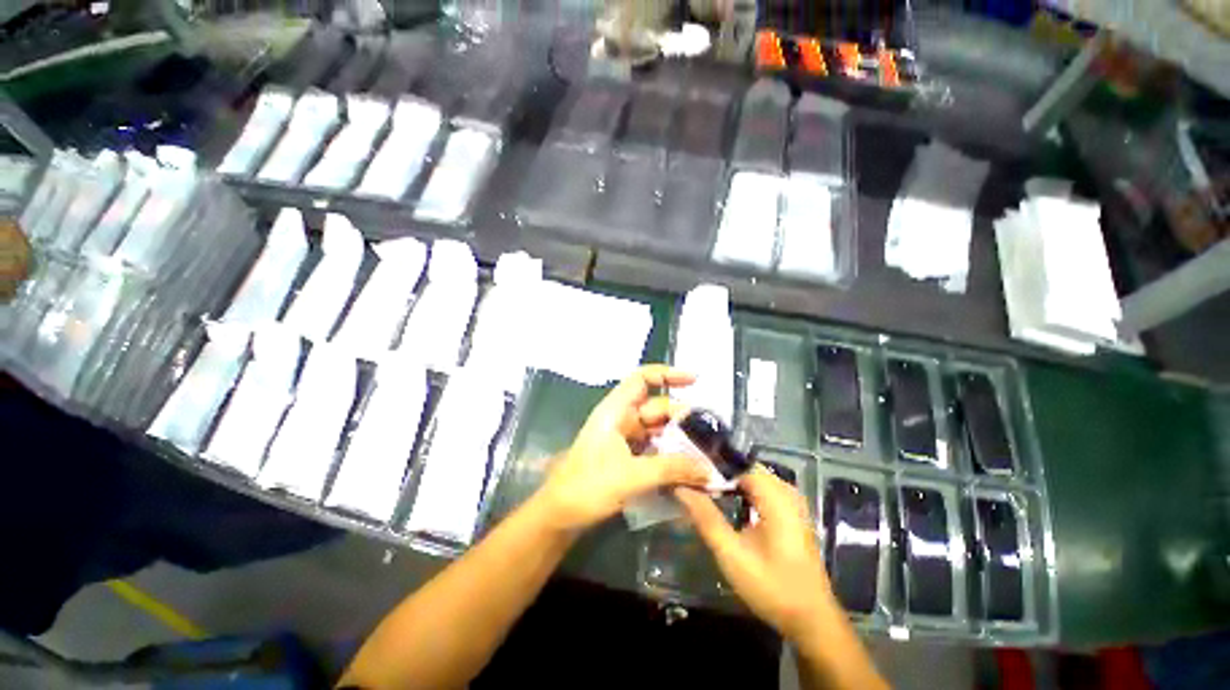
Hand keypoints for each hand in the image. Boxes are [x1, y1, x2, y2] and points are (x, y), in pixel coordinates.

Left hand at [535, 365, 710, 532]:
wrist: (560, 514)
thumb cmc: (588, 487)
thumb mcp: (631, 476)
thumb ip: (670, 469)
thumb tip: (708, 470)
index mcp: (615, 411)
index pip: (641, 379)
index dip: (667, 375)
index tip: (694, 380)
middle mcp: (621, 419)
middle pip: (657, 407)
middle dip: (683, 418)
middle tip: (711, 434)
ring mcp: (624, 438)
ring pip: (658, 429)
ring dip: (679, 440)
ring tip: (707, 453)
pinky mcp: (627, 456)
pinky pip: (654, 447)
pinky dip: (670, 455)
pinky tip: (689, 468)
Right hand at [675, 468, 839, 643]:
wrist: (811, 620)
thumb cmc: (772, 587)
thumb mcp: (732, 554)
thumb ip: (706, 518)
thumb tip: (682, 488)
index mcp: (776, 497)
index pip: (737, 464)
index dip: (712, 465)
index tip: (688, 470)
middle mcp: (786, 492)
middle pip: (745, 468)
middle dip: (718, 473)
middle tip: (691, 479)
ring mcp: (791, 502)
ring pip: (752, 478)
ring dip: (728, 482)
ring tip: (702, 487)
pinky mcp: (790, 514)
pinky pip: (761, 490)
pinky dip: (741, 492)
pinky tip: (725, 502)